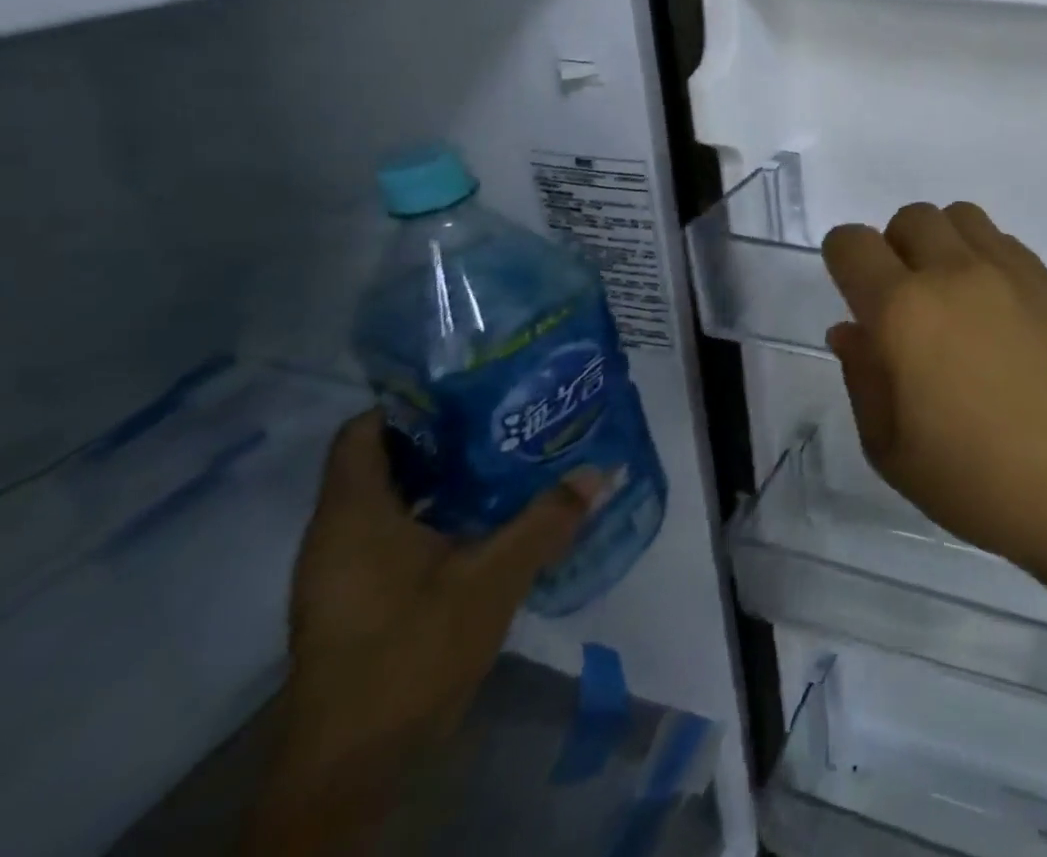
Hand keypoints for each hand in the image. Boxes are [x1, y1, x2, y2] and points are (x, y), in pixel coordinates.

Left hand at [248, 411, 603, 854]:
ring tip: (510, 452)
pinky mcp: (358, 598)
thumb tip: (602, 469)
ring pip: (394, 498)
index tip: (473, 382)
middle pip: (385, 459)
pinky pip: (396, 532)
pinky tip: (490, 513)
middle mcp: (337, 535)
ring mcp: (344, 571)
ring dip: (446, 475)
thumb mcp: (493, 579)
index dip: (413, 400)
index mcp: (353, 516)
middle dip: (446, 433)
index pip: (365, 430)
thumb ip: (547, 520)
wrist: (353, 770)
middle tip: (509, 411)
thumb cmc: (410, 655)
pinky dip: (438, 512)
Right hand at [821, 202, 1046, 582]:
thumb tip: (852, 329)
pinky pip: (1002, 240)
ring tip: (952, 297)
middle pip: (909, 217)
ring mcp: (1007, 269)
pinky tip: (996, 309)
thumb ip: (863, 378)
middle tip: (905, 303)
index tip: (852, 290)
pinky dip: (984, 257)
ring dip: (942, 243)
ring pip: (959, 216)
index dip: (842, 258)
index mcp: (903, 311)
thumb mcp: (893, 451)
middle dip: (894, 248)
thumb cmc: (981, 480)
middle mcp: (953, 272)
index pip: (852, 244)